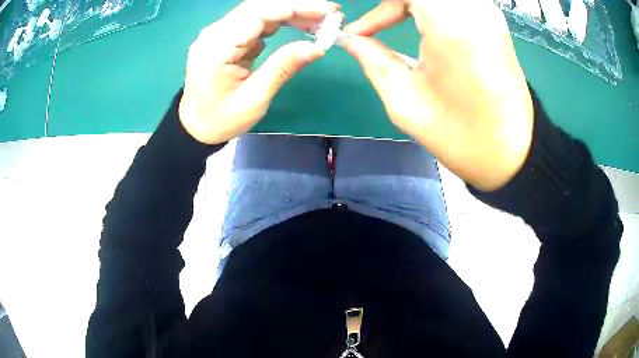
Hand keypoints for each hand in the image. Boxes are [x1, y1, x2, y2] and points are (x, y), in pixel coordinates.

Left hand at [179, 0, 339, 144]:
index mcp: (217, 47)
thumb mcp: (254, 99)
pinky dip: (279, 23)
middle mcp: (215, 33)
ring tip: (319, 22)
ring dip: (291, 14)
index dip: (296, 7)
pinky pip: (255, 23)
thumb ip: (283, 67)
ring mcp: (219, 34)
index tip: (329, 11)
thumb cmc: (221, 119)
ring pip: (259, 12)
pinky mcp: (225, 38)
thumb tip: (318, 47)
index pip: (259, 13)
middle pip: (259, 7)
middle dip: (297, 7)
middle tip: (330, 15)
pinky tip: (298, 28)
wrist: (194, 127)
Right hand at [342, 0, 533, 190]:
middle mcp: (473, 9)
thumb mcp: (406, 101)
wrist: (514, 155)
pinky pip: (456, 2)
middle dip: (394, 5)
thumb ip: (372, 60)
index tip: (361, 31)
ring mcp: (488, 13)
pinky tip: (424, 23)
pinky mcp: (494, 22)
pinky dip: (432, 8)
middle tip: (378, 25)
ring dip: (411, 5)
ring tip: (395, 22)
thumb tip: (351, 39)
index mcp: (451, 24)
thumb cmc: (462, 136)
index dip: (378, 8)